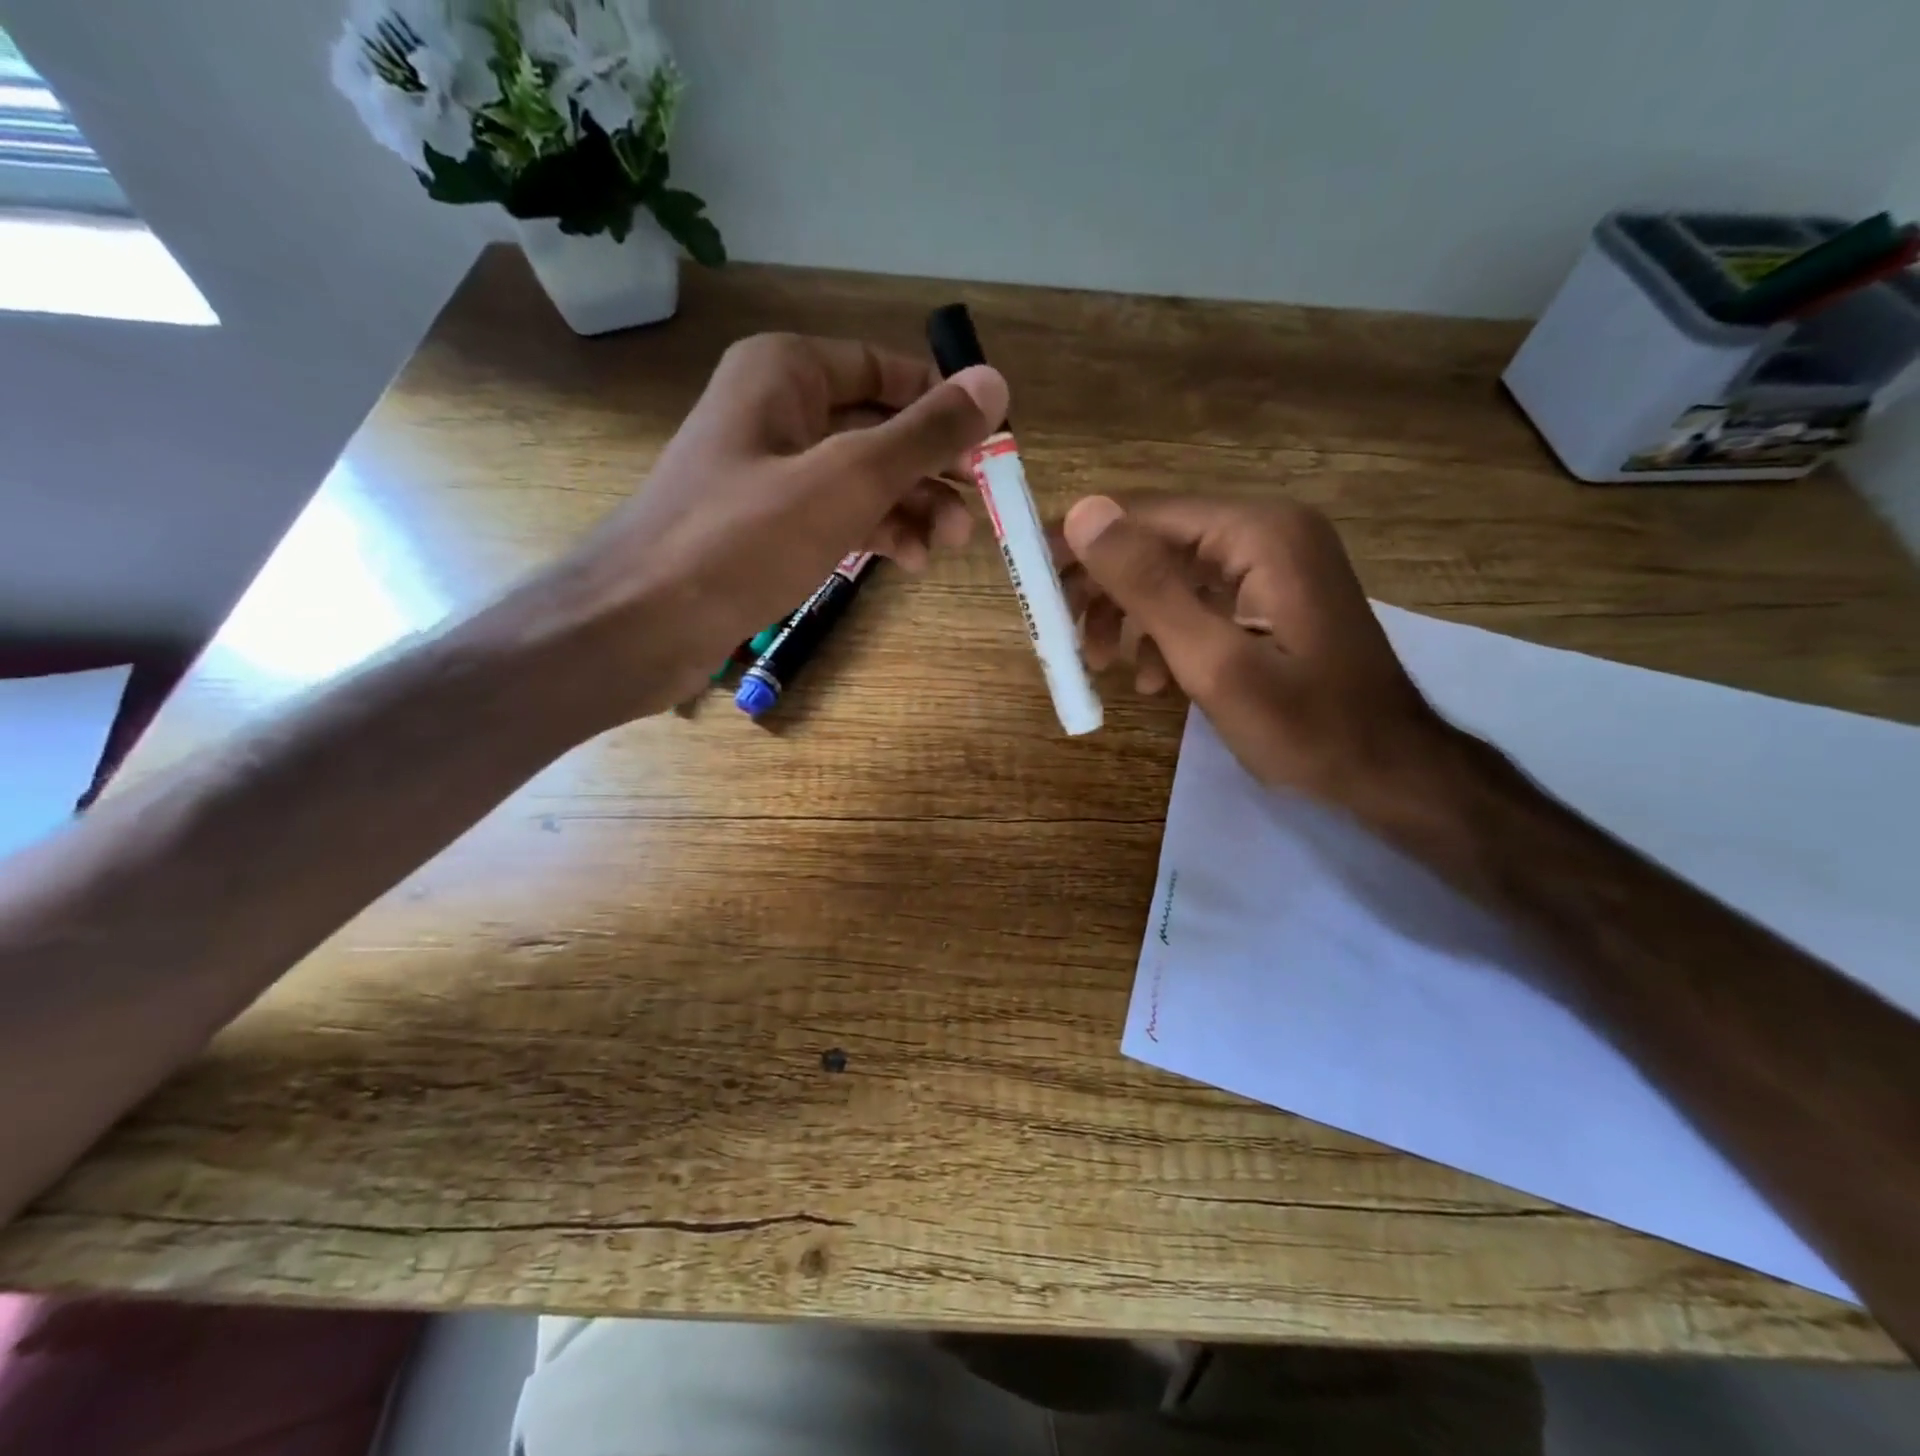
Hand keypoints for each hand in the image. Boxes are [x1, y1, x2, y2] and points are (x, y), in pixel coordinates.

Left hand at [529, 333, 1006, 721]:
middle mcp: (775, 409)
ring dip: (909, 508)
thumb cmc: (745, 538)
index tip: (992, 450)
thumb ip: (924, 433)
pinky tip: (904, 562)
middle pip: (877, 427)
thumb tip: (995, 383)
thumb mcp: (849, 479)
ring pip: (859, 478)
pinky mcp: (762, 526)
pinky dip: (872, 533)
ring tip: (949, 547)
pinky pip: (833, 516)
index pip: (887, 369)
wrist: (642, 622)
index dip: (943, 407)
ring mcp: (767, 472)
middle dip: (931, 470)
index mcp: (787, 371)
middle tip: (978, 513)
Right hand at [1056, 495, 1456, 812]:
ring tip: (1103, 667)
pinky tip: (1154, 679)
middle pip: (1157, 542)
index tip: (1032, 583)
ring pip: (1173, 574)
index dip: (1083, 546)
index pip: (1145, 516)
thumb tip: (1083, 512)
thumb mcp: (1212, 661)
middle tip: (1062, 636)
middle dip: (1105, 591)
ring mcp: (1273, 564)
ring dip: (1131, 618)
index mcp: (1258, 533)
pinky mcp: (1272, 597)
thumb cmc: (1304, 725)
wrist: (1388, 771)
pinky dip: (1167, 633)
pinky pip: (1200, 600)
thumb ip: (1147, 586)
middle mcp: (1267, 532)